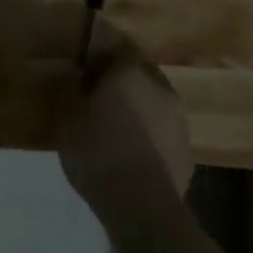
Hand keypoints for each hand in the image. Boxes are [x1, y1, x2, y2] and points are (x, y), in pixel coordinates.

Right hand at [57, 36, 195, 219]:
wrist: (142, 206)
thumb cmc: (98, 153)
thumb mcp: (67, 120)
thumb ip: (67, 89)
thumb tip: (69, 72)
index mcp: (130, 72)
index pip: (116, 46)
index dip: (98, 54)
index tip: (81, 67)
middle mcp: (160, 87)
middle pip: (137, 73)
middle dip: (118, 81)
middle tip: (95, 97)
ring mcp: (179, 119)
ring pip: (152, 102)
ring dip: (135, 108)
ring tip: (112, 128)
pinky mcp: (186, 150)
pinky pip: (161, 132)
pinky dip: (147, 135)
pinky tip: (130, 154)